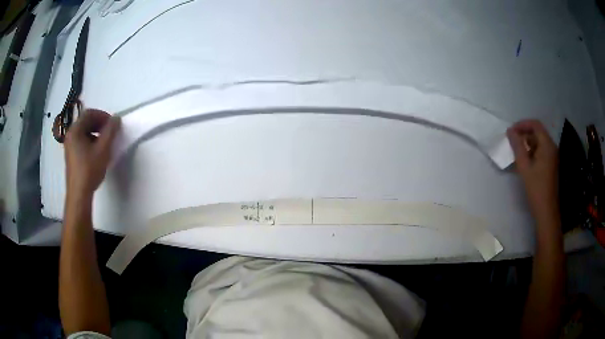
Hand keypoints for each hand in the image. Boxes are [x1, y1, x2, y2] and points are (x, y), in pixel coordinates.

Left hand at [65, 109, 120, 199]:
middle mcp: (70, 135)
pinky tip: (97, 152)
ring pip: (84, 132)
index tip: (112, 124)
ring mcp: (69, 146)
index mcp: (75, 130)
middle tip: (110, 132)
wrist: (79, 194)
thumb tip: (116, 119)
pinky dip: (90, 141)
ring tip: (105, 143)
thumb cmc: (90, 170)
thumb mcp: (103, 149)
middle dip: (99, 124)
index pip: (89, 113)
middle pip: (86, 121)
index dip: (102, 115)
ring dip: (96, 132)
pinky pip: (81, 141)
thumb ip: (110, 131)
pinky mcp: (71, 155)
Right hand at [507, 120, 558, 222]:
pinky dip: (532, 150)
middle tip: (512, 140)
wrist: (546, 210)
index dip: (522, 124)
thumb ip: (517, 147)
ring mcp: (552, 156)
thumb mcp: (524, 167)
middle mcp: (551, 147)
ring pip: (539, 141)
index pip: (535, 125)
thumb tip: (510, 131)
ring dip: (527, 142)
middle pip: (538, 132)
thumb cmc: (536, 188)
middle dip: (524, 133)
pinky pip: (541, 151)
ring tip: (516, 150)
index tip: (511, 131)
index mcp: (547, 145)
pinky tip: (524, 160)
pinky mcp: (550, 164)